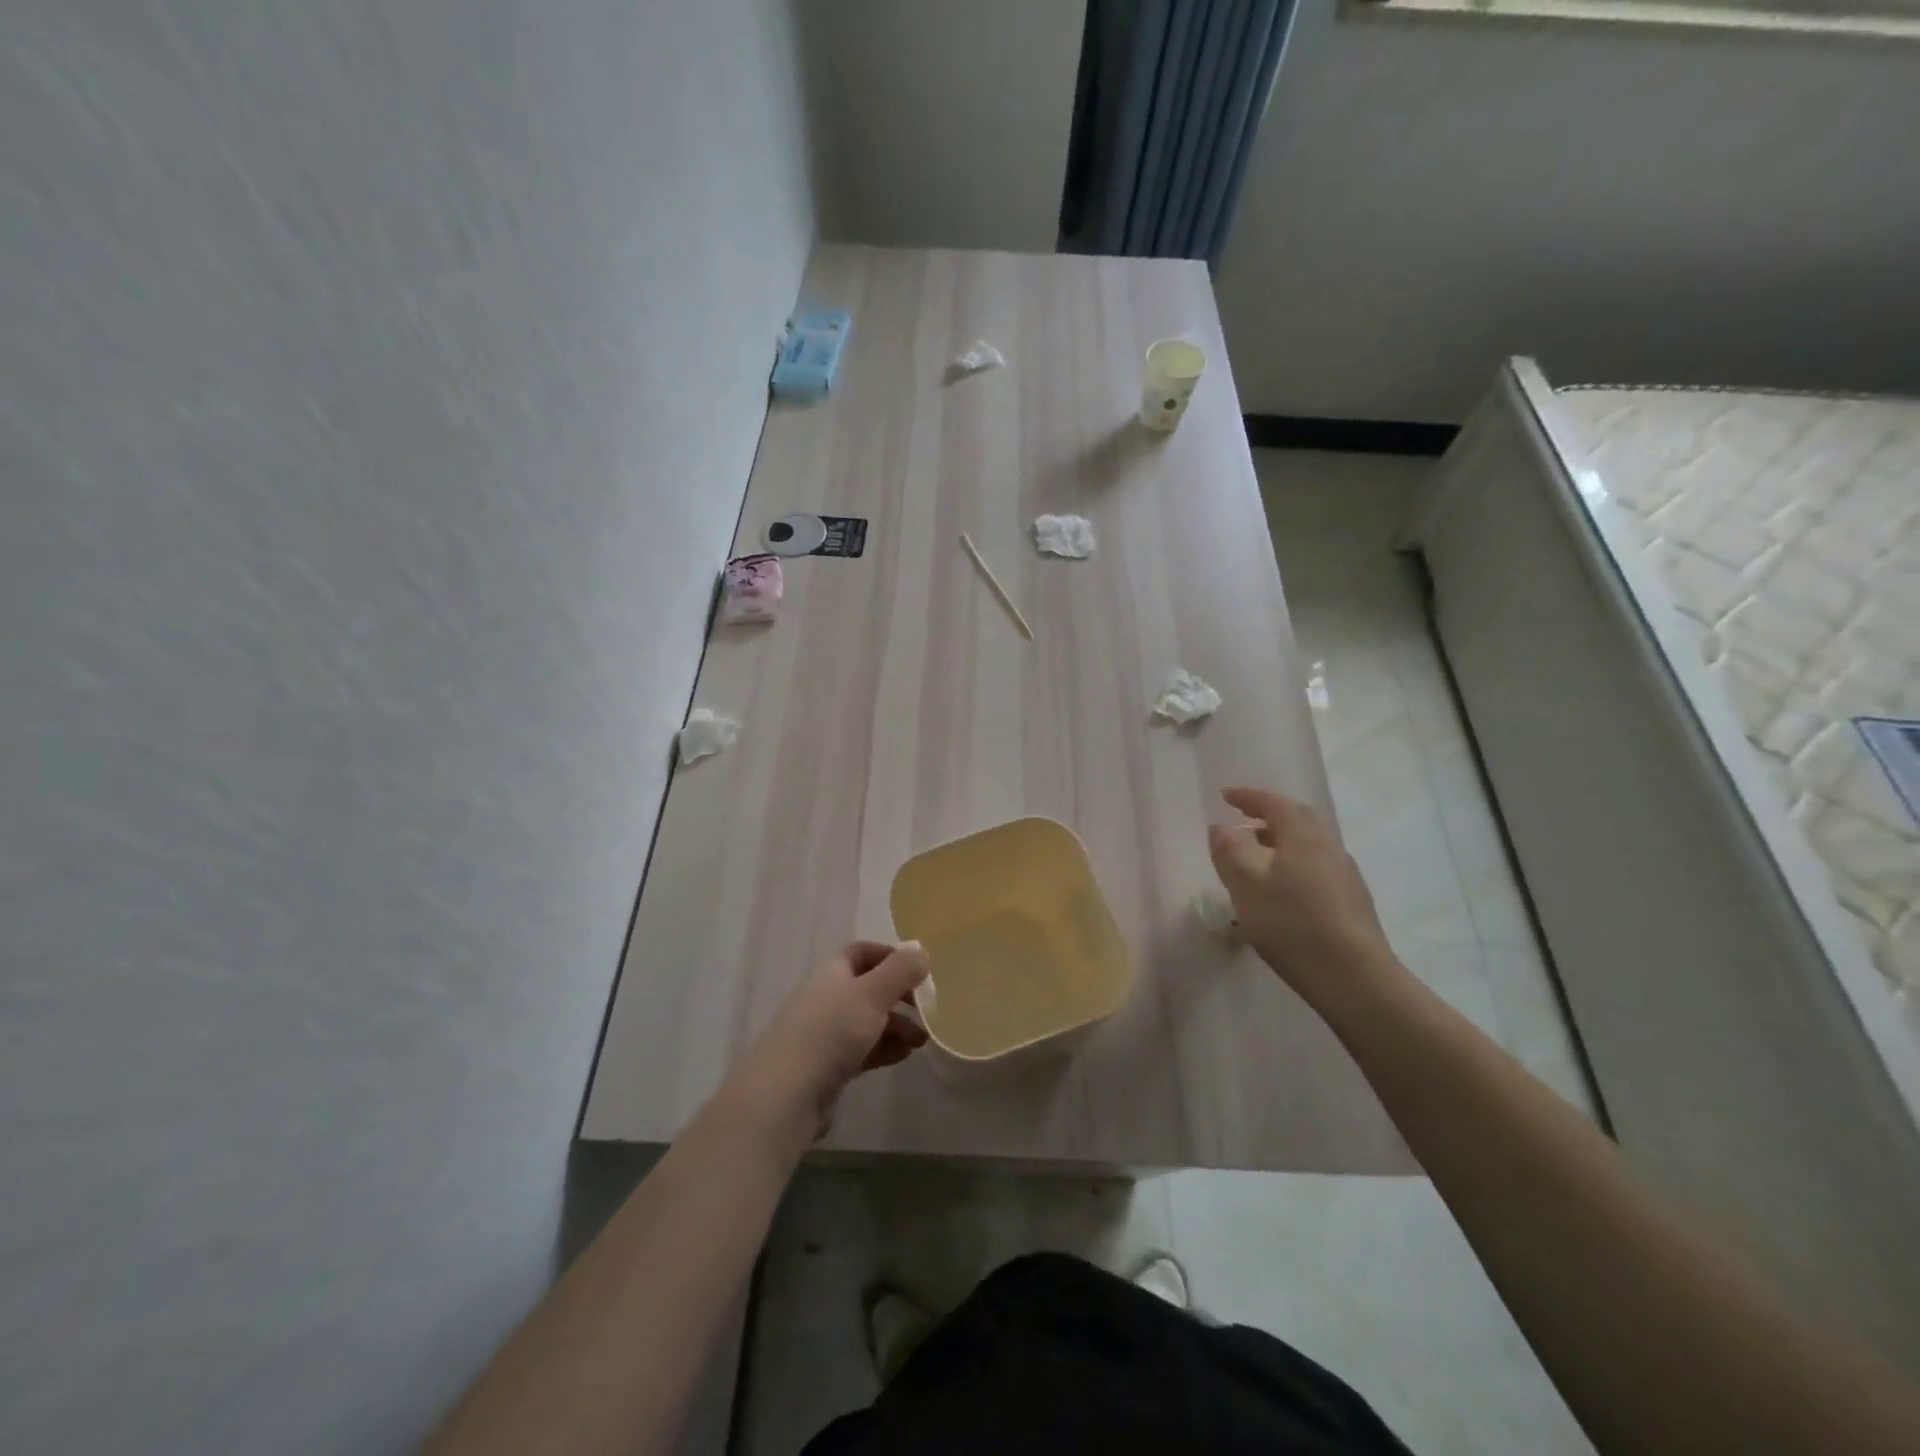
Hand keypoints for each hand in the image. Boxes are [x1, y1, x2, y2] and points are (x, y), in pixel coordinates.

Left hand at [722, 941, 931, 1150]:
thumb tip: (922, 952)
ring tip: (922, 1040)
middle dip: (899, 996)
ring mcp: (824, 1035)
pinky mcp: (827, 1067)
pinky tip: (904, 1055)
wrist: (786, 1095)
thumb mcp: (872, 994)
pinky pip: (862, 1050)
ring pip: (867, 1021)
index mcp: (832, 973)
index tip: (917, 969)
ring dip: (896, 1025)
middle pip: (868, 988)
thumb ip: (900, 971)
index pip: (861, 952)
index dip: (889, 956)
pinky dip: (884, 1048)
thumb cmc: (830, 1032)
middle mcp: (826, 999)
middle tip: (927, 1008)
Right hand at [1207, 787, 1396, 1006]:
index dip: (1249, 796)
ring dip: (1279, 844)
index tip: (1226, 796)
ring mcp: (1345, 877)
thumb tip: (1221, 827)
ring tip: (1255, 859)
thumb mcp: (1246, 886)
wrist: (1355, 978)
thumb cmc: (1292, 925)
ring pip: (1307, 848)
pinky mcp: (1352, 904)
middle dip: (1267, 817)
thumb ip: (1229, 851)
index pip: (1276, 804)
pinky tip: (1280, 893)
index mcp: (1303, 837)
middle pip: (1297, 822)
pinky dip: (1291, 867)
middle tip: (1241, 822)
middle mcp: (1329, 848)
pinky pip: (1315, 870)